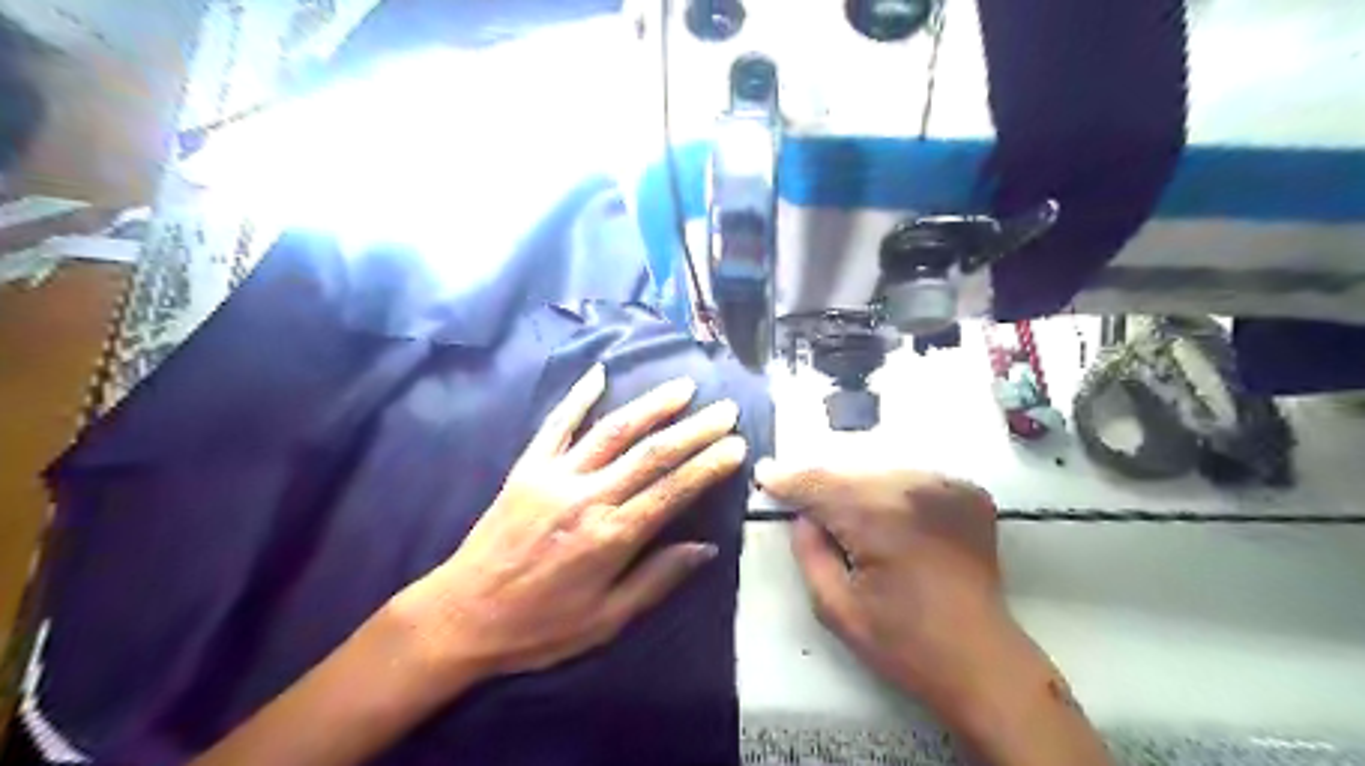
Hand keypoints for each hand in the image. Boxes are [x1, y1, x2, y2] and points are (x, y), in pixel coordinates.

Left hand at [389, 365, 743, 687]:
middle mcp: (588, 496)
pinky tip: (599, 372)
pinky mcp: (527, 467)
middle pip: (652, 454)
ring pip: (612, 431)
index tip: (736, 445)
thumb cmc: (540, 627)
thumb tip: (705, 547)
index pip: (673, 491)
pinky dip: (578, 396)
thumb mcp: (606, 620)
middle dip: (695, 429)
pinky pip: (556, 424)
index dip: (709, 466)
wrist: (462, 616)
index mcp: (611, 536)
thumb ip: (656, 579)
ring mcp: (555, 476)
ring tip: (684, 386)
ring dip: (652, 405)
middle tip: (726, 409)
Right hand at [758, 459, 1011, 707]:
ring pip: (880, 473)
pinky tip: (892, 522)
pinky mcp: (969, 494)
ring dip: (858, 490)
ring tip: (853, 523)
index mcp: (879, 518)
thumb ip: (809, 552)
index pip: (820, 484)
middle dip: (823, 488)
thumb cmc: (905, 644)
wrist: (983, 661)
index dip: (789, 479)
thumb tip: (803, 516)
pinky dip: (893, 494)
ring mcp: (948, 488)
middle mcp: (915, 490)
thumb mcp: (836, 608)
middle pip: (849, 474)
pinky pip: (912, 481)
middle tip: (805, 507)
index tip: (764, 474)